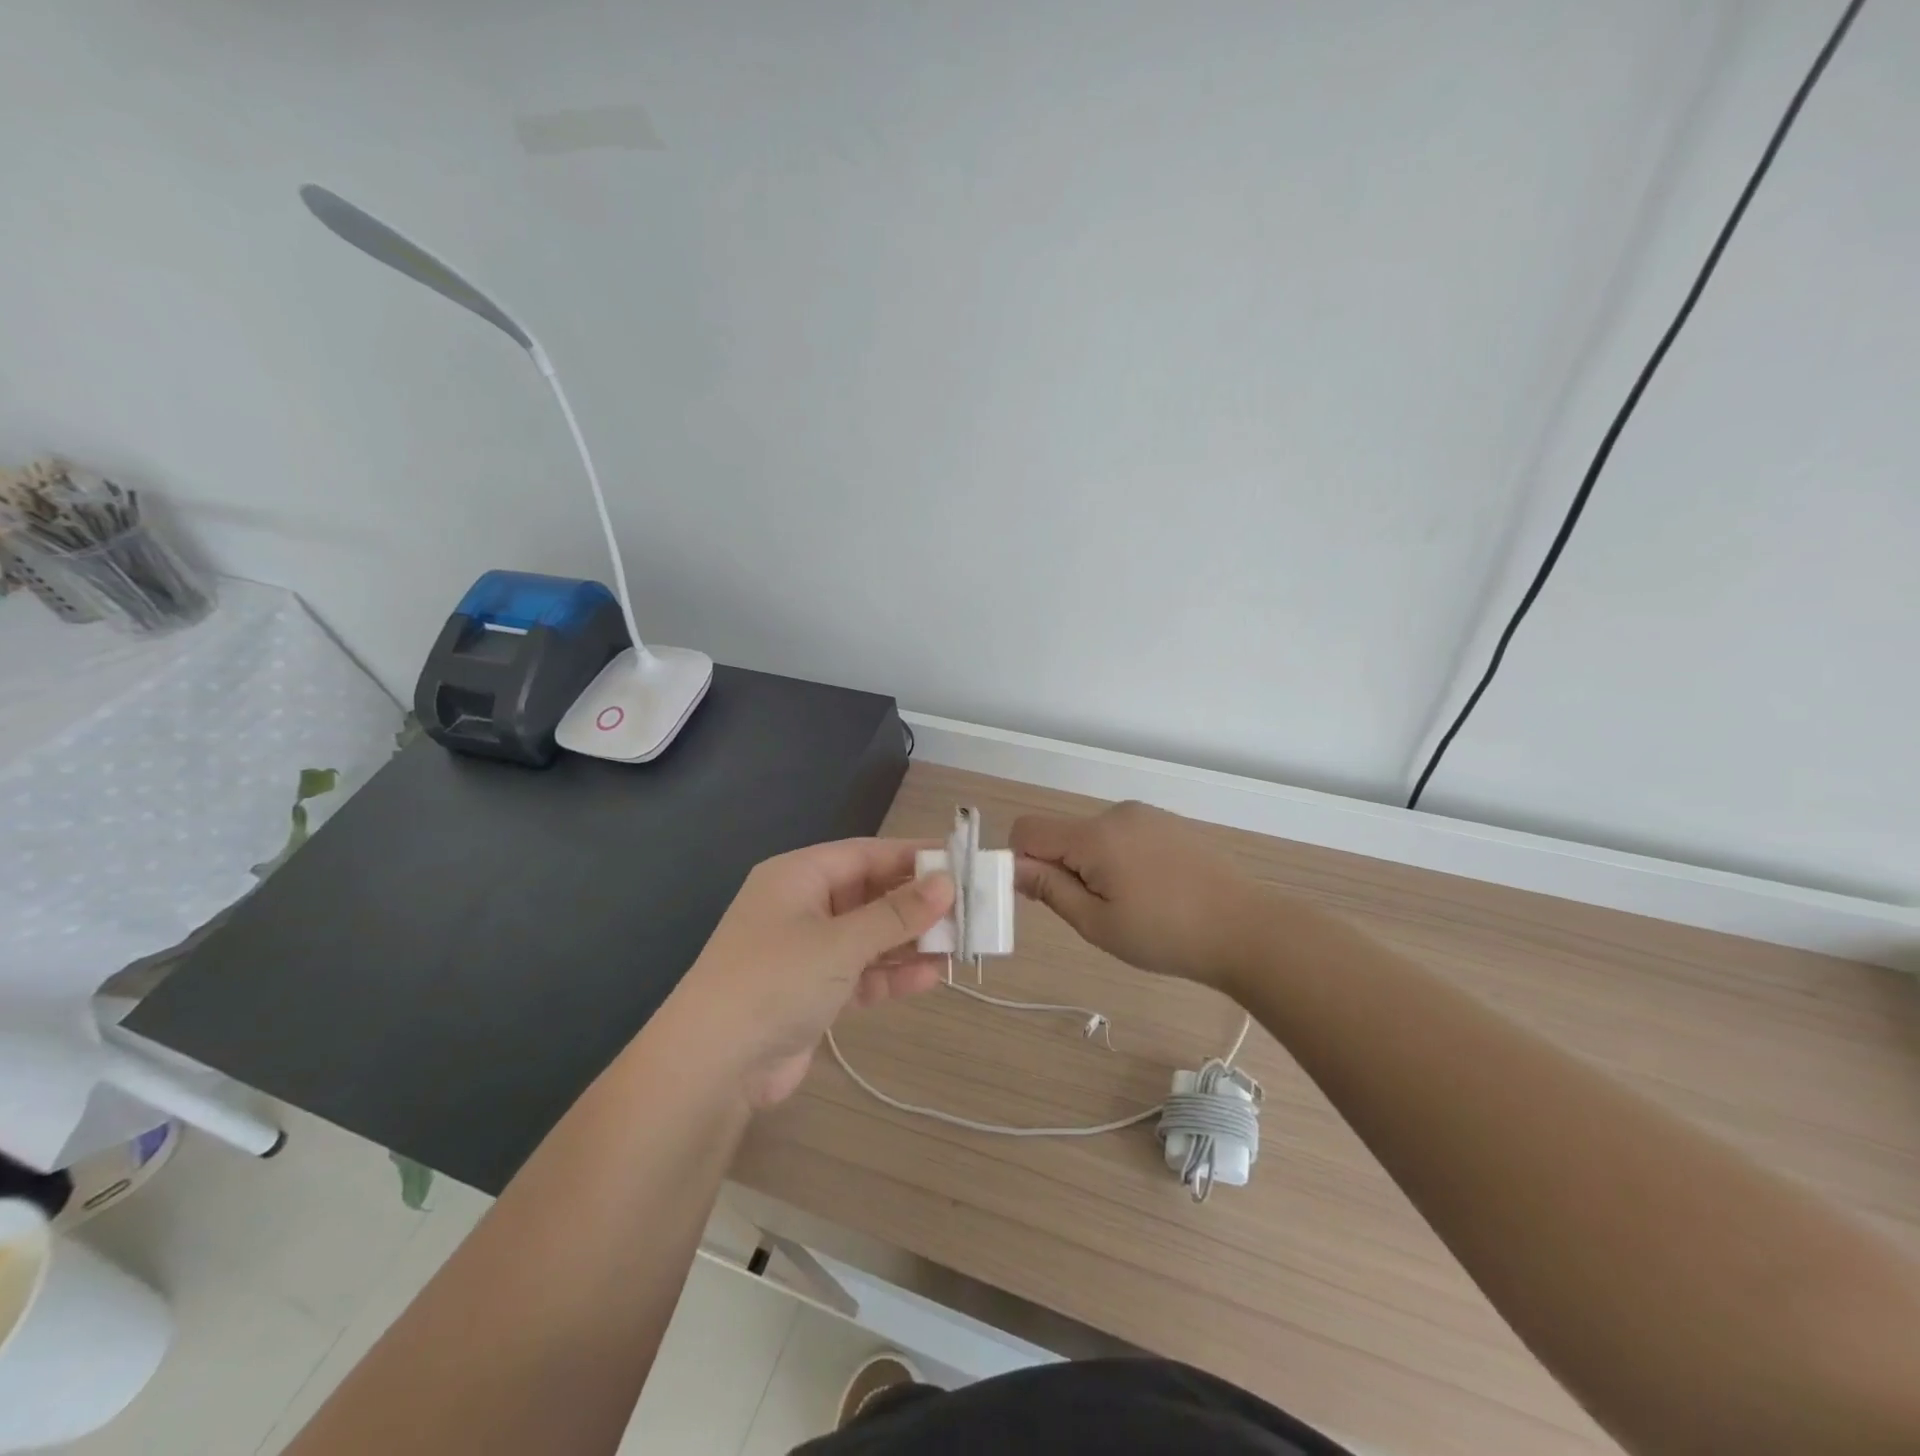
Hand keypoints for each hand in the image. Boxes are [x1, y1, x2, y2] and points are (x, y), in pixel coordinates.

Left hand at [672, 839, 953, 1109]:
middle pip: (871, 894)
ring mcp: (806, 952)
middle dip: (917, 904)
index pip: (867, 854)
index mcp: (799, 876)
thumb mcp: (841, 942)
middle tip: (969, 909)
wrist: (712, 1066)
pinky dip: (892, 974)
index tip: (960, 861)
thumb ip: (896, 913)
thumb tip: (946, 883)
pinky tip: (931, 977)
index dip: (914, 856)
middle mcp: (803, 907)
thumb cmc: (775, 980)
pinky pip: (862, 972)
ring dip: (911, 941)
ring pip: (870, 936)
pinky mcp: (812, 992)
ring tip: (960, 945)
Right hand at [1011, 801, 1264, 988]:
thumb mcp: (1098, 924)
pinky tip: (1153, 891)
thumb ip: (1050, 889)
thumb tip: (1014, 867)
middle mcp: (1117, 814)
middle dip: (1062, 868)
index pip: (1028, 829)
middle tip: (1094, 912)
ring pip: (1093, 836)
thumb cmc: (1166, 935)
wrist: (1247, 929)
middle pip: (1063, 833)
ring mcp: (1147, 815)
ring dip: (1093, 865)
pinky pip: (1124, 835)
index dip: (1020, 861)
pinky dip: (1120, 859)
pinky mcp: (1169, 823)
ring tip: (1130, 905)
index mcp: (1094, 835)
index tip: (1041, 896)